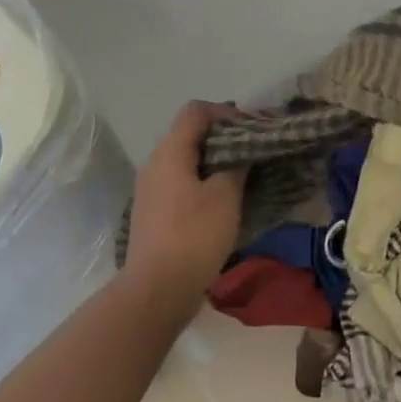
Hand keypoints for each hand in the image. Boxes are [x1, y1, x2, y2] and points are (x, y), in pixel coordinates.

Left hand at [123, 101, 247, 297]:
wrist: (156, 289)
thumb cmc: (194, 235)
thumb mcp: (225, 197)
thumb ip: (235, 166)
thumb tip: (239, 154)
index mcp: (170, 151)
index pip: (196, 111)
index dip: (225, 112)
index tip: (250, 128)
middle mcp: (154, 163)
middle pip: (188, 134)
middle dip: (221, 137)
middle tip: (250, 151)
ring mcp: (149, 189)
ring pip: (184, 160)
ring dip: (212, 162)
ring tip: (240, 176)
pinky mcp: (152, 212)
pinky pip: (178, 182)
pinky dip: (200, 182)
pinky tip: (220, 201)